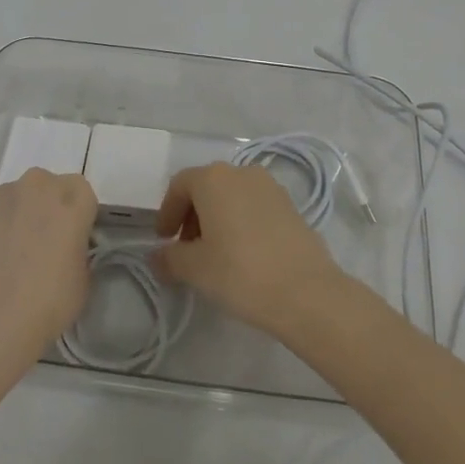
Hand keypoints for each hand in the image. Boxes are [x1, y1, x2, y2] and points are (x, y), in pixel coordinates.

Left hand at [0, 168, 96, 360]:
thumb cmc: (49, 302)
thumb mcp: (83, 278)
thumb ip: (77, 250)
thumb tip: (64, 251)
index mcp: (73, 198)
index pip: (82, 194)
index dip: (76, 216)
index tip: (71, 241)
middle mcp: (38, 185)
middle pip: (46, 188)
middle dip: (45, 209)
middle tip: (40, 246)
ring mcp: (0, 195)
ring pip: (14, 199)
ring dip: (16, 217)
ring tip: (8, 258)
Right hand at [153, 162, 350, 337]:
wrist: (306, 291)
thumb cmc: (240, 272)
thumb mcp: (195, 269)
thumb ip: (170, 258)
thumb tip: (158, 256)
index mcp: (214, 178)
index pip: (180, 185)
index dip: (167, 212)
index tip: (163, 240)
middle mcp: (242, 172)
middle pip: (207, 187)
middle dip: (192, 215)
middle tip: (186, 249)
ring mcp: (270, 187)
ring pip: (232, 196)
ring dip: (217, 218)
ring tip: (215, 254)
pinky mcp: (291, 206)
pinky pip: (254, 206)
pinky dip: (241, 222)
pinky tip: (243, 254)